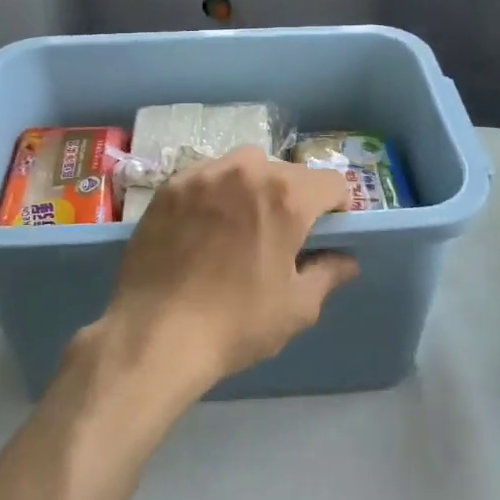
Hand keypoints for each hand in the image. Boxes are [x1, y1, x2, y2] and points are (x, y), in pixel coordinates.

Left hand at [99, 147, 358, 392]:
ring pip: (244, 167)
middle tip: (281, 235)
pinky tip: (204, 226)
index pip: (331, 183)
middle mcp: (246, 170)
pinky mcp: (169, 187)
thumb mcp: (297, 307)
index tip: (326, 233)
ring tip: (241, 225)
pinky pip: (206, 177)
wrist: (154, 333)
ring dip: (253, 187)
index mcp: (286, 196)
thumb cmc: (236, 323)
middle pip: (286, 172)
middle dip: (293, 198)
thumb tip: (346, 259)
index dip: (337, 208)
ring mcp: (202, 174)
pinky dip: (215, 193)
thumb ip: (328, 274)